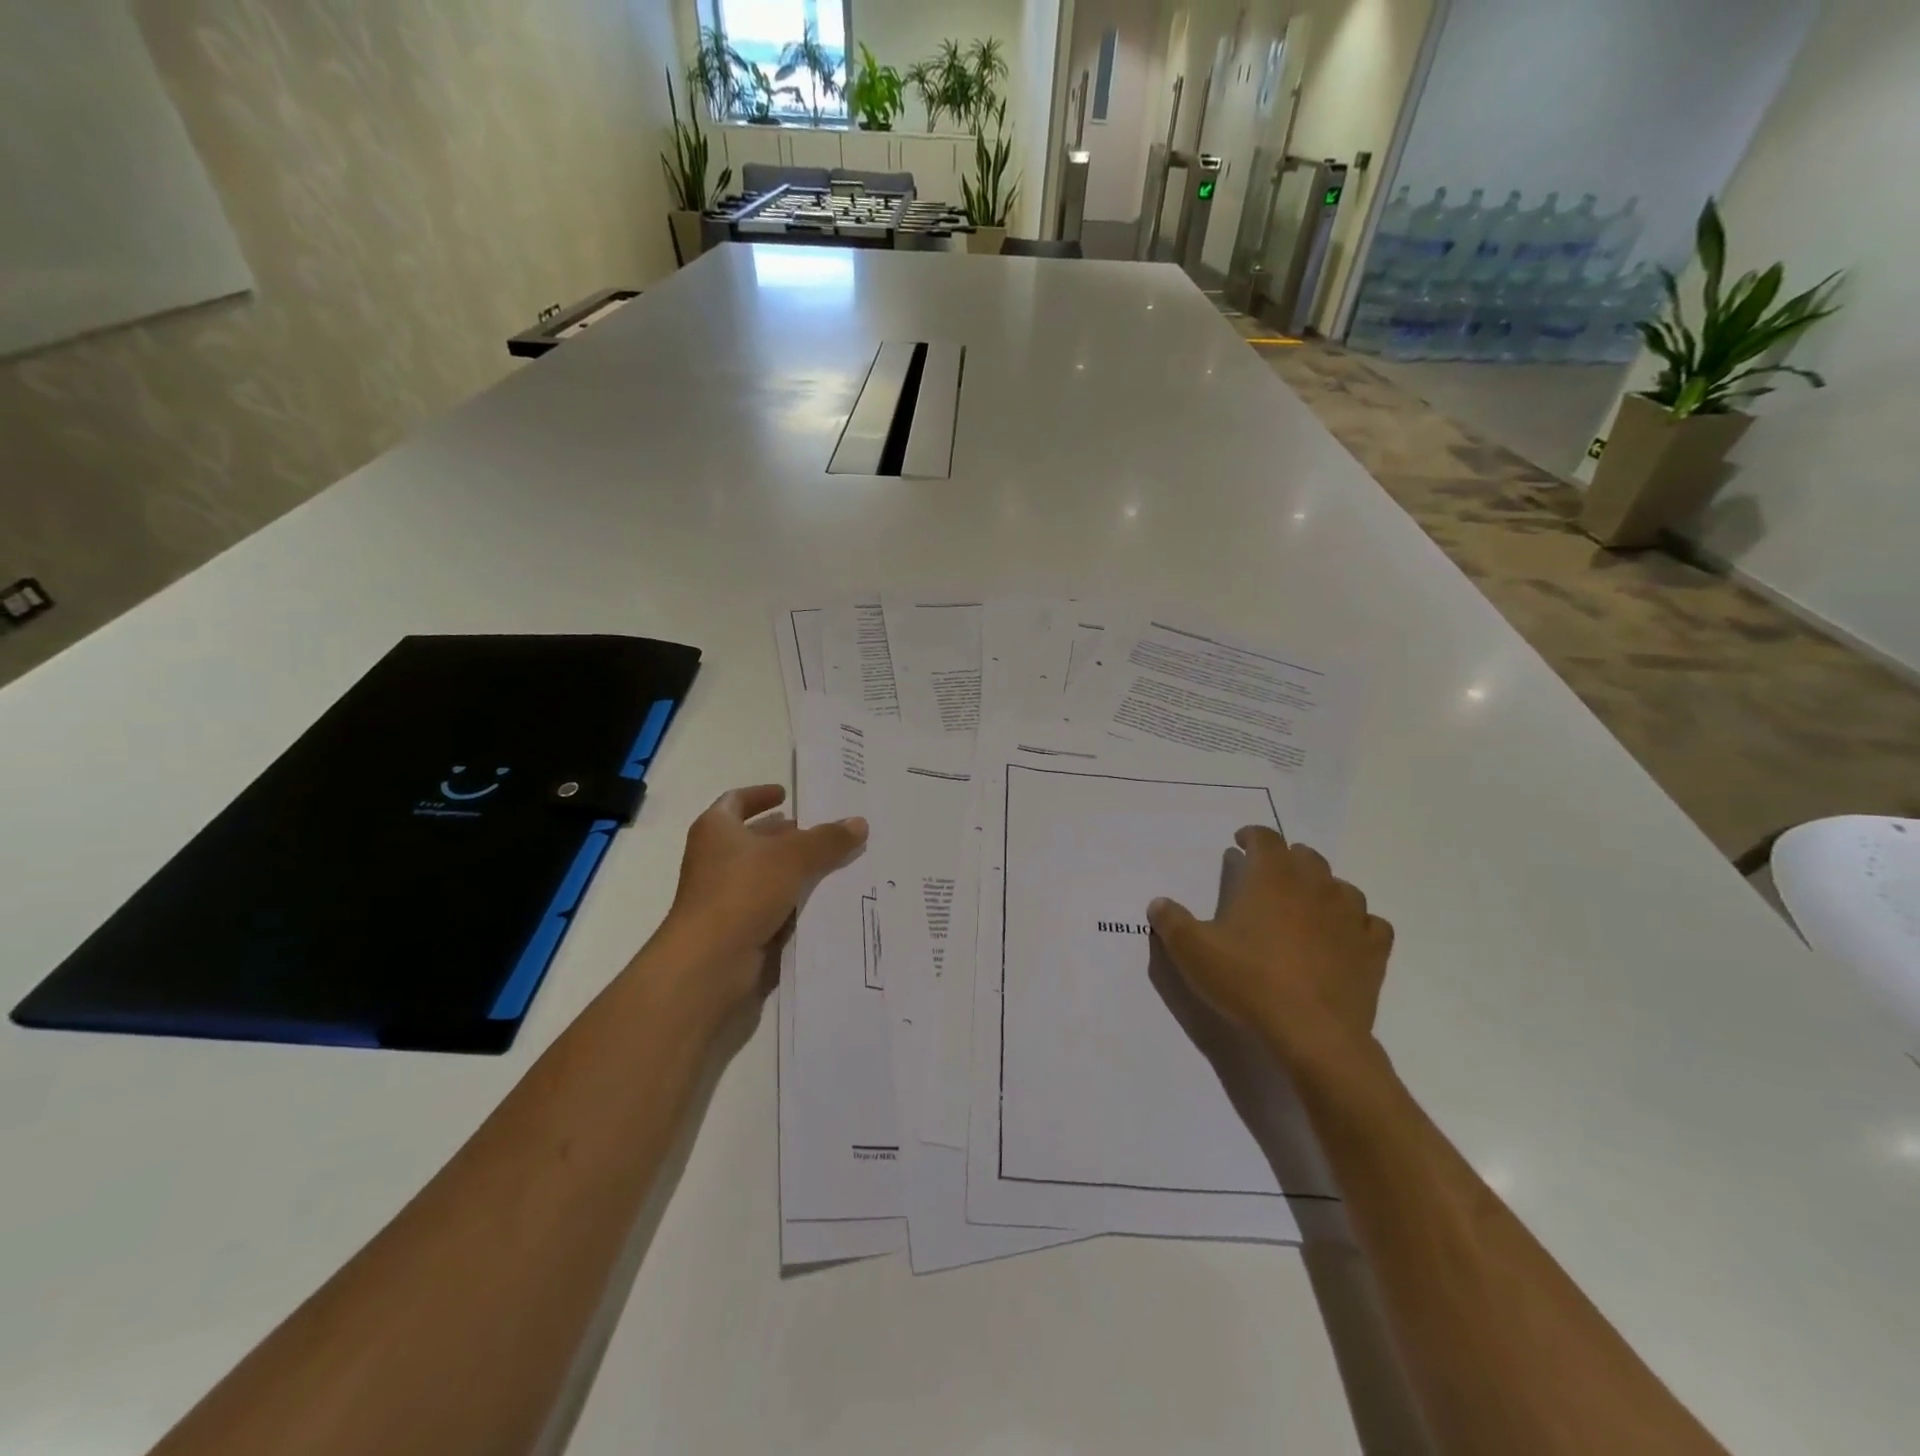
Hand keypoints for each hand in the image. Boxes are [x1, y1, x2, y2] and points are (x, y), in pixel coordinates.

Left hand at [653, 784, 866, 1019]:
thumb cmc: (743, 893)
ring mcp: (724, 896)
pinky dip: (793, 900)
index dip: (760, 794)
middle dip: (786, 834)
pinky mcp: (737, 927)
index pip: (736, 801)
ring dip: (794, 869)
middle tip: (823, 831)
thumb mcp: (793, 857)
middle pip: (753, 838)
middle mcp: (715, 859)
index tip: (787, 794)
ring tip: (834, 864)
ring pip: (766, 874)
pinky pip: (771, 905)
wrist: (710, 963)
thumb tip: (859, 822)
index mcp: (716, 830)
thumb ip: (828, 839)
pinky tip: (824, 900)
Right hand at [1147, 826, 1392, 1064]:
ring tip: (1306, 908)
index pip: (1265, 839)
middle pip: (1305, 856)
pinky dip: (1356, 925)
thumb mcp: (1192, 950)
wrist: (1311, 1033)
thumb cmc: (1247, 981)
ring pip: (1341, 887)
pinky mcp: (1372, 950)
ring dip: (1322, 889)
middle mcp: (1314, 885)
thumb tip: (1159, 903)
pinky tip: (1344, 938)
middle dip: (1286, 860)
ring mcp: (1350, 916)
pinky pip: (1371, 924)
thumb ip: (1171, 921)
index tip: (1240, 843)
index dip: (1252, 836)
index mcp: (1271, 877)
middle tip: (1268, 877)